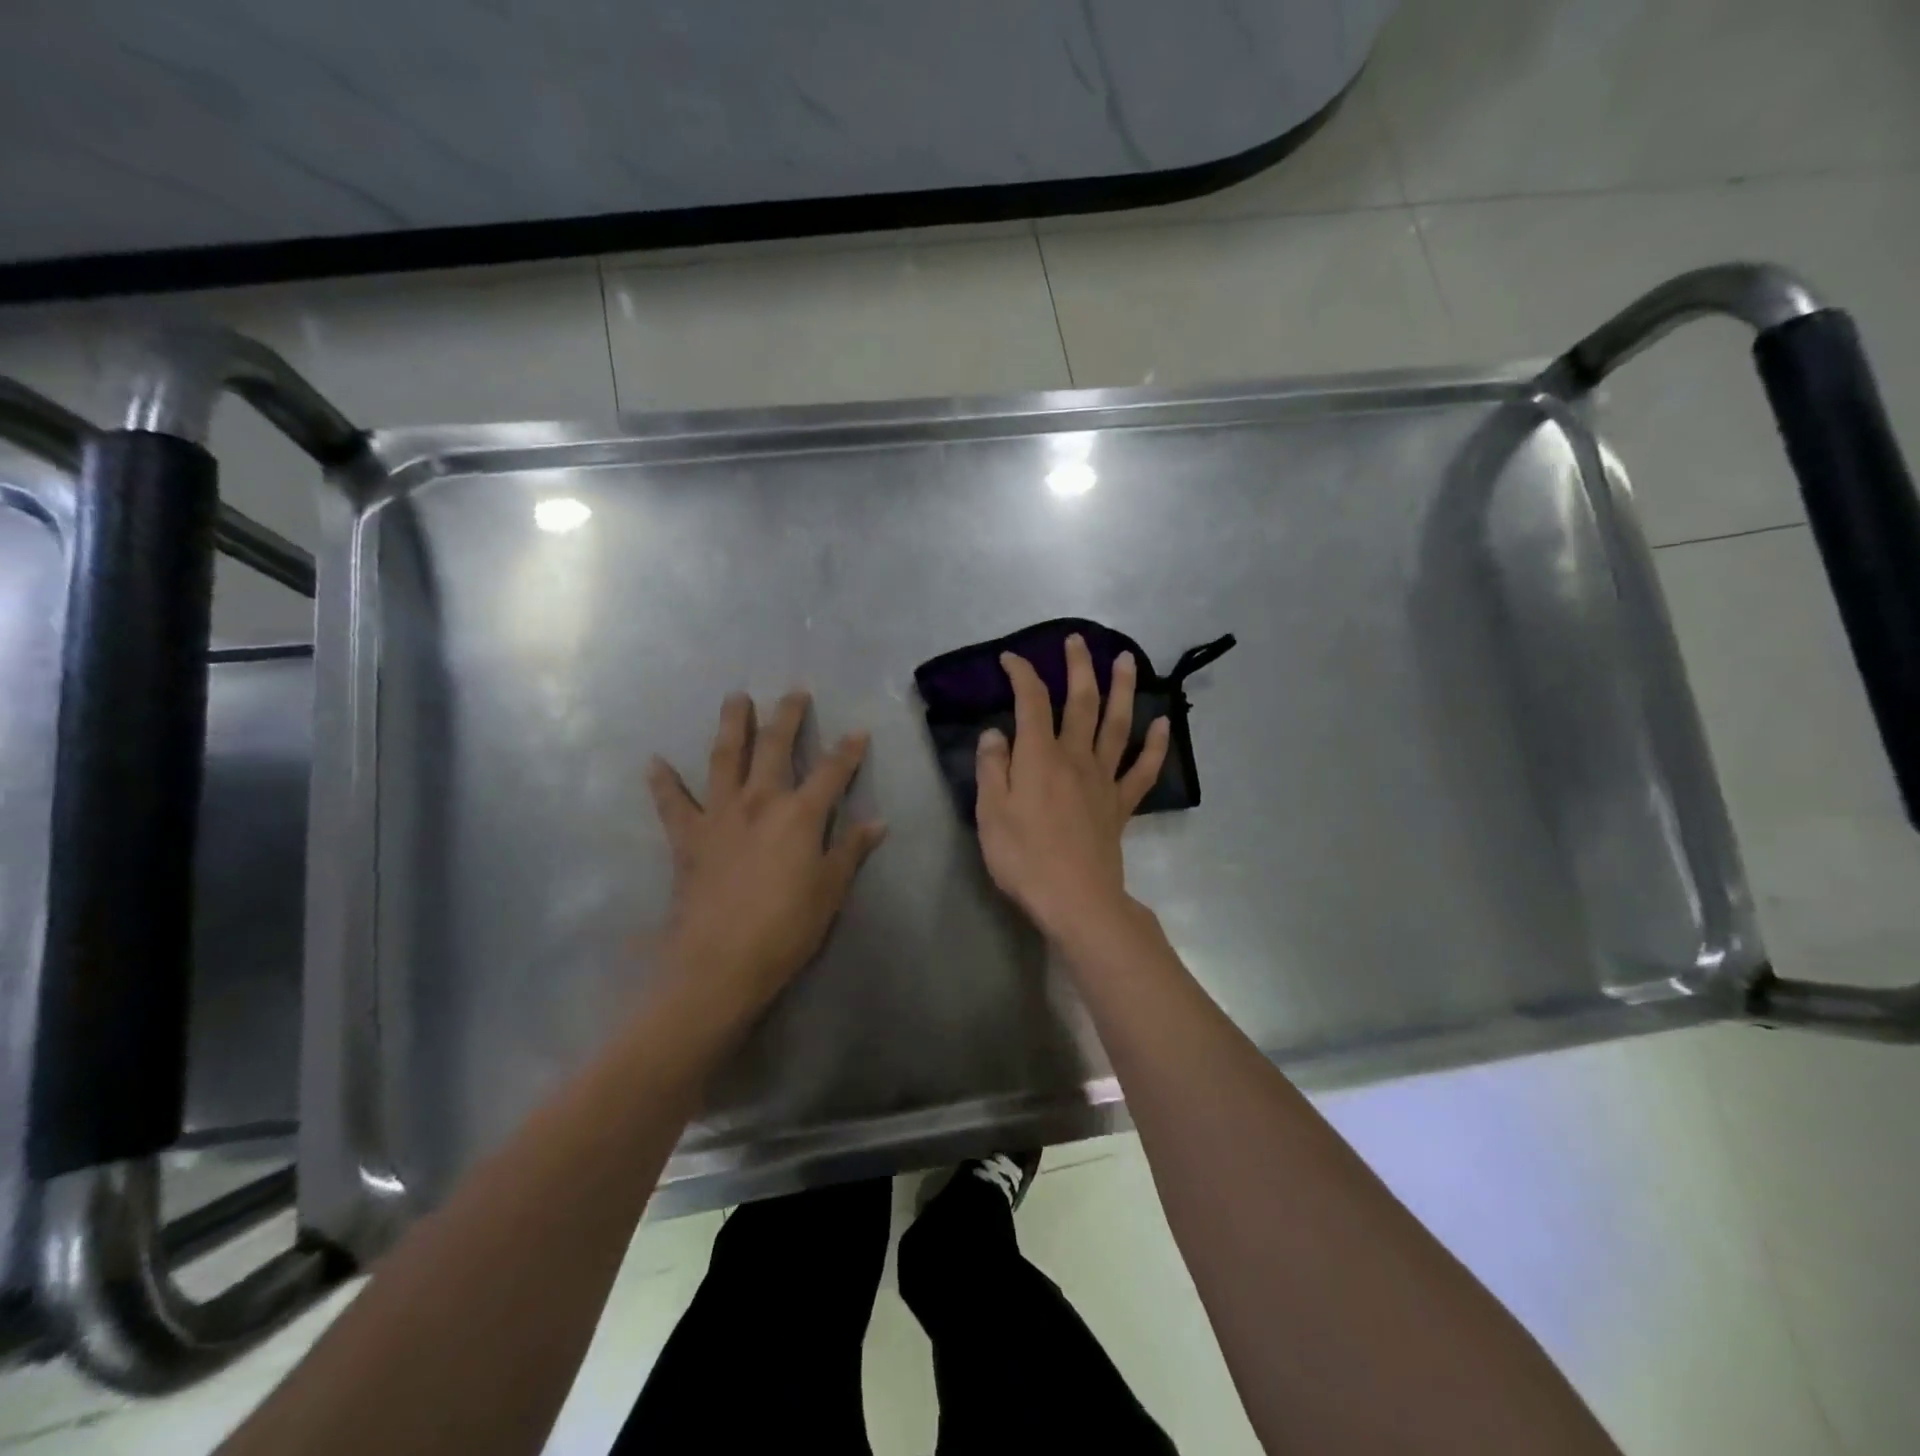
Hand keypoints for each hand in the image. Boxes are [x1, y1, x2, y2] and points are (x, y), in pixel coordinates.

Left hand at [646, 691, 885, 1025]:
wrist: (720, 962)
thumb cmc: (786, 928)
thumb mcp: (830, 891)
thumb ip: (851, 851)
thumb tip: (878, 823)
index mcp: (801, 815)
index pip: (832, 771)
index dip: (848, 750)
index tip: (858, 730)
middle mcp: (760, 801)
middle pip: (775, 747)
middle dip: (787, 717)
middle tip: (792, 692)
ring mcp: (719, 815)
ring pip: (725, 758)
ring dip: (732, 725)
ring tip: (735, 698)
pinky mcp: (687, 837)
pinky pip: (672, 803)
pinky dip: (663, 782)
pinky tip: (655, 762)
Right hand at [975, 634, 1169, 942]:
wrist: (1075, 899)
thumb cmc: (1024, 857)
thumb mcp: (990, 812)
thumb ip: (993, 768)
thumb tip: (996, 732)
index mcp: (1040, 756)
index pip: (1031, 702)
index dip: (1022, 674)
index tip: (1011, 659)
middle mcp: (1075, 757)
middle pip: (1081, 702)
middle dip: (1079, 668)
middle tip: (1078, 641)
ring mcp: (1103, 780)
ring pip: (1117, 725)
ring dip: (1123, 689)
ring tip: (1127, 660)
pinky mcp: (1120, 804)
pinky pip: (1142, 770)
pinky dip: (1155, 745)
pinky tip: (1163, 723)